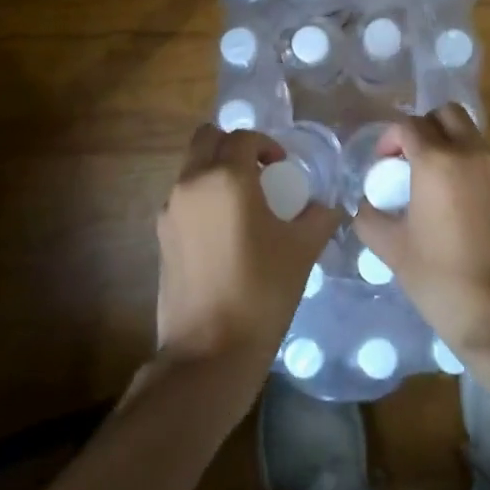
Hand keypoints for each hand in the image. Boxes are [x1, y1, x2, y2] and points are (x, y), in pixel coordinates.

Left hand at [155, 125, 338, 374]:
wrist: (209, 352)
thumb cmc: (261, 292)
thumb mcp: (301, 250)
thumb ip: (318, 218)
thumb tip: (328, 207)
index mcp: (226, 177)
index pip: (244, 137)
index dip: (267, 145)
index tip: (283, 168)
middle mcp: (192, 183)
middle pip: (207, 139)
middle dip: (233, 146)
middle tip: (258, 173)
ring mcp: (171, 210)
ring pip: (191, 167)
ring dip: (215, 170)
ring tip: (242, 205)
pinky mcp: (161, 236)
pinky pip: (182, 198)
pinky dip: (202, 198)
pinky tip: (224, 234)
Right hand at [354, 105, 489, 358]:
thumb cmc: (441, 281)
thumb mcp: (392, 249)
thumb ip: (370, 216)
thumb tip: (367, 203)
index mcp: (439, 162)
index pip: (410, 125)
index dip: (390, 139)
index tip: (382, 164)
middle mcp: (474, 155)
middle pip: (447, 114)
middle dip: (424, 128)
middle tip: (409, 161)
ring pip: (471, 136)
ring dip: (449, 146)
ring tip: (433, 185)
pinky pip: (488, 161)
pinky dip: (469, 167)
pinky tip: (458, 205)